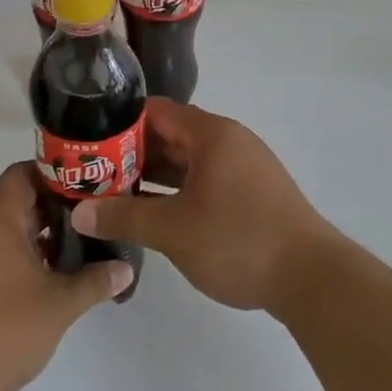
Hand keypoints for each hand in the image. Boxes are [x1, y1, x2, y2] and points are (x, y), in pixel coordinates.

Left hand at [0, 163, 132, 390]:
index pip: (23, 173)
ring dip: (40, 236)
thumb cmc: (3, 329)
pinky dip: (22, 257)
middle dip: (56, 209)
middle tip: (93, 219)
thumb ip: (95, 281)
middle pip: (18, 201)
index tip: (87, 185)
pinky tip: (48, 279)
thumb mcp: (59, 305)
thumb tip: (125, 269)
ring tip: (78, 250)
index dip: (56, 174)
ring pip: (7, 230)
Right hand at [73, 99, 336, 312]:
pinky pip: (204, 182)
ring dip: (153, 176)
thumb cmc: (239, 241)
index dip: (120, 122)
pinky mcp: (251, 196)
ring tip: (112, 192)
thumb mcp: (173, 230)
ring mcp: (243, 169)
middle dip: (132, 153)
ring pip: (187, 162)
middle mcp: (229, 143)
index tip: (88, 140)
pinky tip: (152, 213)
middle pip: (171, 136)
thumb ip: (123, 216)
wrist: (312, 279)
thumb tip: (79, 212)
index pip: (157, 111)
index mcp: (212, 134)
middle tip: (92, 171)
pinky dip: (176, 192)